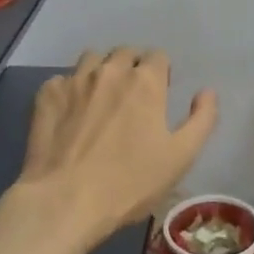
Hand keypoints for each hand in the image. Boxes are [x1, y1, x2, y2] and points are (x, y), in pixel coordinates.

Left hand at [16, 48, 218, 248]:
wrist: (65, 200)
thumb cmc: (130, 182)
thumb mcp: (181, 157)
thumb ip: (202, 119)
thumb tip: (207, 91)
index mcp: (145, 81)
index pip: (158, 56)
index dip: (161, 73)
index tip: (159, 95)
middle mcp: (110, 71)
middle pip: (124, 52)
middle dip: (131, 67)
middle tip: (131, 98)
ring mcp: (74, 80)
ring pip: (92, 59)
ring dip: (100, 71)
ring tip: (100, 99)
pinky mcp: (46, 95)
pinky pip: (62, 80)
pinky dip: (69, 91)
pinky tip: (70, 115)